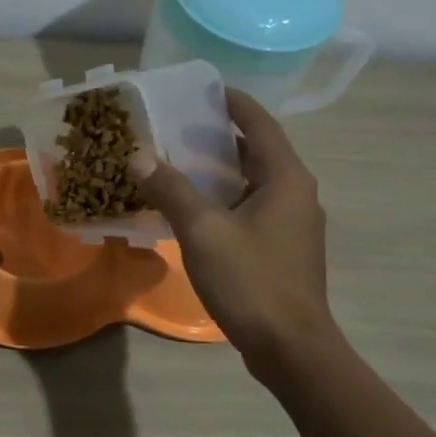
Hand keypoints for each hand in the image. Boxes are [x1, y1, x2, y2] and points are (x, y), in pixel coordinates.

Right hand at [130, 90, 340, 374]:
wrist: (290, 347)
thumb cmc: (251, 281)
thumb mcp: (203, 231)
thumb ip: (171, 190)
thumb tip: (139, 156)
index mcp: (286, 178)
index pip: (259, 123)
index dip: (232, 102)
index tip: (201, 89)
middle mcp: (296, 193)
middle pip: (257, 151)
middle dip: (218, 136)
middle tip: (176, 126)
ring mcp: (293, 223)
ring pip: (253, 182)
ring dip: (220, 170)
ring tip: (177, 161)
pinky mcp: (283, 249)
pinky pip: (252, 208)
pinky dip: (225, 199)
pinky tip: (193, 209)